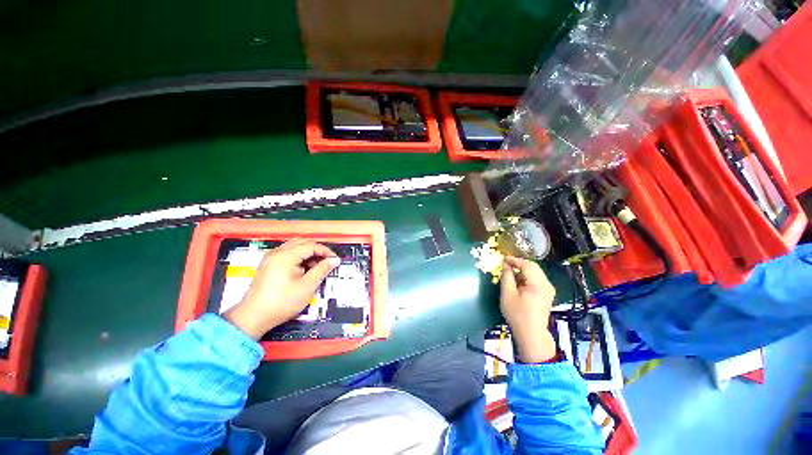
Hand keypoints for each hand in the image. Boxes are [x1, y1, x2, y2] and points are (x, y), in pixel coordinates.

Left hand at [224, 239, 339, 338]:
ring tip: (317, 266)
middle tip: (327, 262)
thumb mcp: (306, 287)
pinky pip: (287, 253)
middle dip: (317, 250)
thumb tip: (334, 260)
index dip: (326, 251)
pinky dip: (299, 257)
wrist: (253, 318)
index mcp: (286, 256)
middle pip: (302, 242)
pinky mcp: (268, 265)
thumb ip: (322, 270)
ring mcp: (270, 258)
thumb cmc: (282, 302)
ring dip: (308, 252)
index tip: (335, 260)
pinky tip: (303, 269)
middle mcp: (277, 253)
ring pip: (294, 246)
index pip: (311, 246)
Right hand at [500, 256, 557, 362]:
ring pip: (536, 272)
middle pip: (533, 267)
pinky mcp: (547, 294)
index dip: (514, 260)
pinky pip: (537, 279)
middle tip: (506, 263)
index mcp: (538, 284)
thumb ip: (506, 277)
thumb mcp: (507, 294)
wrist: (531, 334)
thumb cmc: (517, 314)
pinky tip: (518, 280)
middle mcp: (547, 284)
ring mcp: (549, 289)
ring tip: (510, 271)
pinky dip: (527, 276)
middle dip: (519, 263)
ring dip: (523, 269)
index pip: (526, 265)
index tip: (503, 258)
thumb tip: (506, 265)